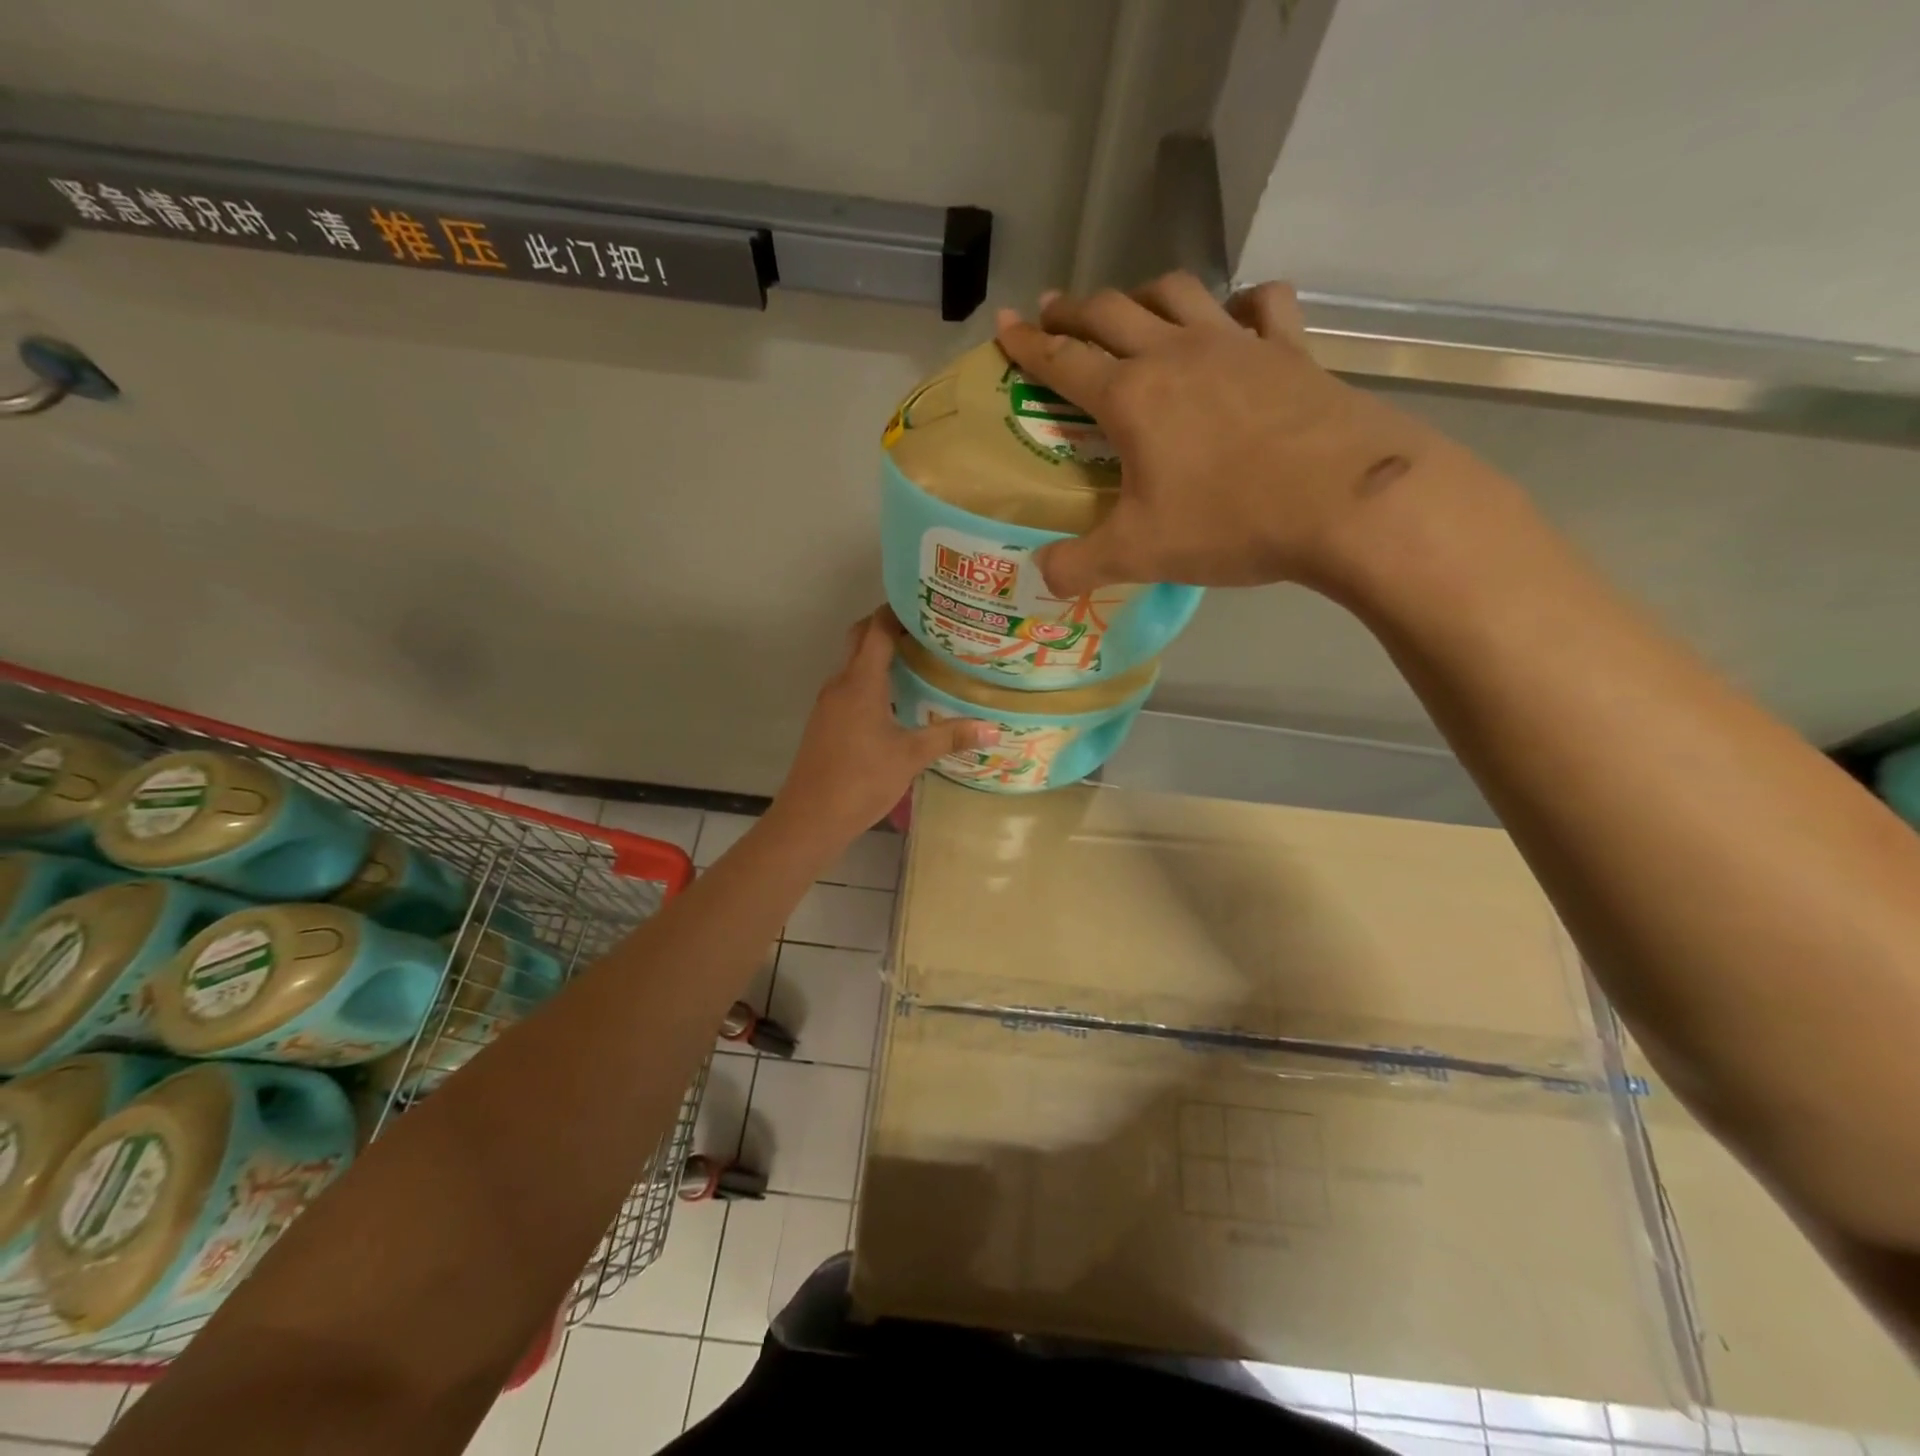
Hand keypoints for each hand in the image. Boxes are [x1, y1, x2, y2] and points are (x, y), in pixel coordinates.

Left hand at [772, 609, 996, 841]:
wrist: (810, 818)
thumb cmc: (860, 780)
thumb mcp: (910, 757)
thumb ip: (950, 737)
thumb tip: (994, 728)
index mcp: (860, 682)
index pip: (877, 629)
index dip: (898, 611)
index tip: (928, 605)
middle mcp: (840, 684)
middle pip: (861, 640)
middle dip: (889, 628)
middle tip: (928, 631)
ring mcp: (829, 704)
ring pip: (854, 665)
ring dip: (881, 657)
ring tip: (920, 661)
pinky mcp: (826, 723)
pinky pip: (851, 688)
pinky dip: (872, 682)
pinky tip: (898, 700)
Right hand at [994, 273, 1447, 595]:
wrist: (1345, 502)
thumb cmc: (1228, 522)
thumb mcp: (1138, 555)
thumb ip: (1079, 565)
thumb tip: (1042, 576)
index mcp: (1131, 396)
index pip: (1063, 360)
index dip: (1028, 343)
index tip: (1005, 324)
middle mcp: (1176, 354)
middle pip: (1112, 311)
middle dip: (1075, 310)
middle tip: (1054, 312)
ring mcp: (1237, 344)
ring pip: (1177, 293)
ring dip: (1143, 294)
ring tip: (1131, 308)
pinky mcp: (1290, 351)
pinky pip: (1262, 305)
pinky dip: (1241, 303)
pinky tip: (1236, 317)